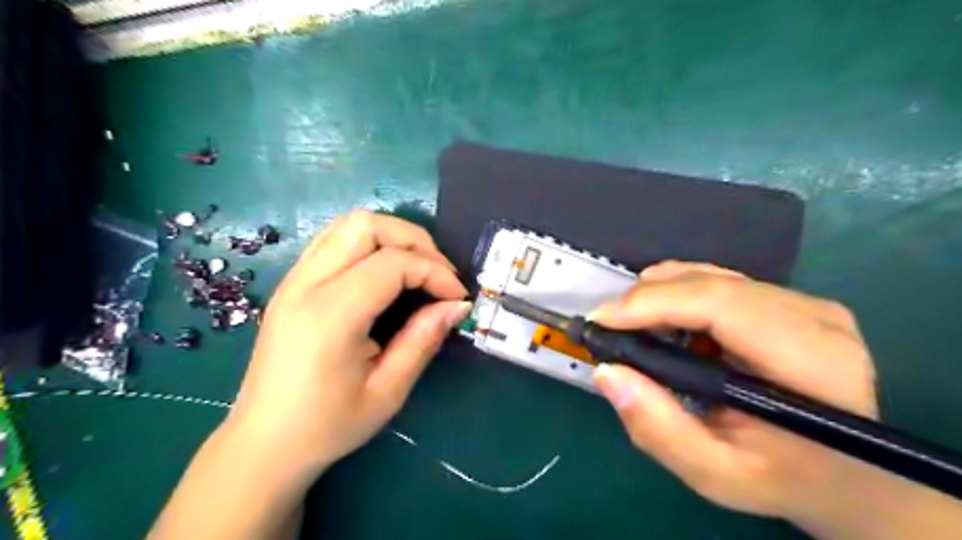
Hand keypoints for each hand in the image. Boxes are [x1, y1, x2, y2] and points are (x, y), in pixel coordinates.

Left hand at [221, 211, 469, 480]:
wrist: (263, 443)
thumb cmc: (327, 426)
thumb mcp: (387, 391)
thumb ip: (423, 340)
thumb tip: (458, 306)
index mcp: (329, 316)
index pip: (392, 264)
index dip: (435, 272)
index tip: (457, 297)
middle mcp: (306, 285)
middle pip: (366, 225)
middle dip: (414, 240)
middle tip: (439, 273)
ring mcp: (293, 279)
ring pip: (348, 224)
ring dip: (392, 236)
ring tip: (417, 268)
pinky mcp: (292, 283)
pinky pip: (335, 239)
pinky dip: (370, 243)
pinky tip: (386, 272)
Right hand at [590, 262, 877, 518]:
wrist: (850, 475)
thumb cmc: (783, 479)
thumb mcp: (715, 474)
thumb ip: (659, 429)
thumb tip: (606, 372)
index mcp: (811, 363)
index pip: (721, 306)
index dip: (654, 304)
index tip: (602, 320)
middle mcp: (816, 318)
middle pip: (712, 284)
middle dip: (647, 298)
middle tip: (608, 325)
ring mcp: (807, 302)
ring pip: (713, 275)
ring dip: (661, 293)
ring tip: (630, 322)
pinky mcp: (792, 300)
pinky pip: (722, 280)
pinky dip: (680, 292)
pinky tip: (664, 317)